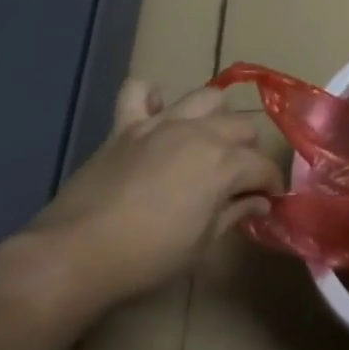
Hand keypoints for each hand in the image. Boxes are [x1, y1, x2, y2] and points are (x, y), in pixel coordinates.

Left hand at [23, 81, 282, 304]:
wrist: (77, 253)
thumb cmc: (147, 258)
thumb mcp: (202, 244)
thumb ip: (233, 213)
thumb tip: (258, 200)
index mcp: (223, 164)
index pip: (263, 166)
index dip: (271, 185)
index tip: (269, 200)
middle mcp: (200, 133)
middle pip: (242, 126)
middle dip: (248, 151)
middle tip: (237, 178)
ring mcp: (161, 123)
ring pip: (206, 97)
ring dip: (214, 117)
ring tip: (207, 141)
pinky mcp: (126, 125)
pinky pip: (139, 90)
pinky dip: (151, 97)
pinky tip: (156, 114)